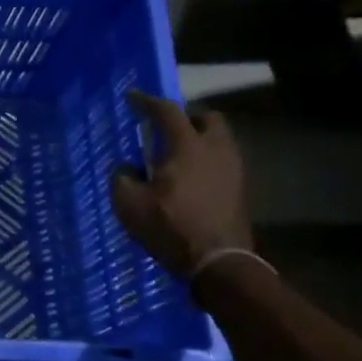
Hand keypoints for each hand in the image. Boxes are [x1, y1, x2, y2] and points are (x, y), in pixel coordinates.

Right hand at [109, 90, 252, 279]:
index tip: (132, 98)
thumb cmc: (170, 227)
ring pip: (219, 141)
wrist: (218, 262)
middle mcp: (216, 150)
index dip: (147, 102)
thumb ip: (122, 178)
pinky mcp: (239, 190)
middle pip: (207, 119)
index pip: (167, 112)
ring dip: (198, 140)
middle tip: (166, 129)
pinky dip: (205, 161)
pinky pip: (222, 162)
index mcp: (187, 146)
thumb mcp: (129, 204)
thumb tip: (127, 168)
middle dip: (186, 117)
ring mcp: (233, 170)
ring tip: (176, 156)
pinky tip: (189, 179)